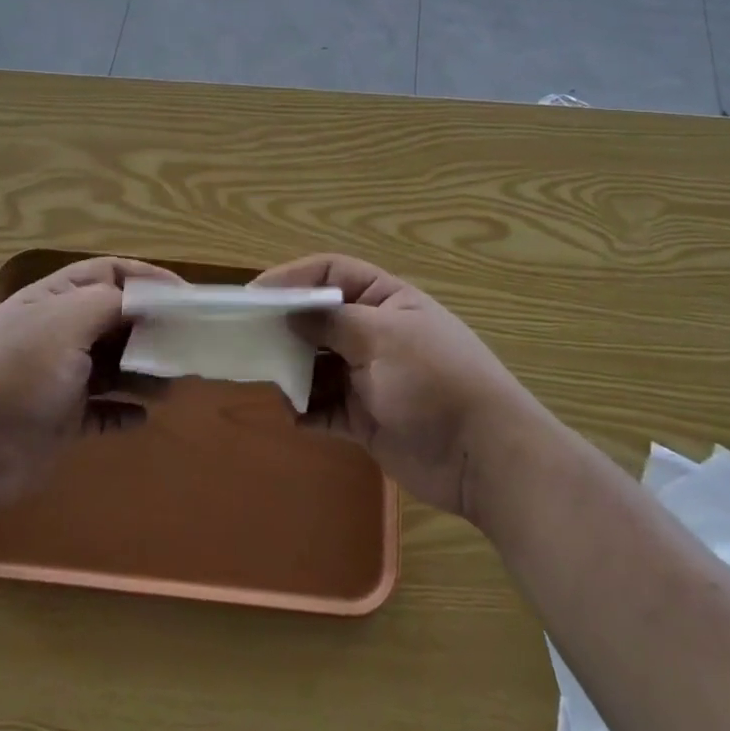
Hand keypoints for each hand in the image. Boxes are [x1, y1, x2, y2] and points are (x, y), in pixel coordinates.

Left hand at [0, 256, 178, 514]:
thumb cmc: (18, 373)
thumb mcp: (65, 321)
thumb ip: (109, 303)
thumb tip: (142, 300)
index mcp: (53, 299)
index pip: (107, 273)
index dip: (147, 278)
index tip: (185, 295)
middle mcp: (57, 333)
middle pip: (114, 319)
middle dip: (151, 327)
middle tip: (186, 342)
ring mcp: (58, 378)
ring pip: (113, 366)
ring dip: (143, 372)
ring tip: (171, 384)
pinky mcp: (61, 420)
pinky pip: (102, 410)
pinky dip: (124, 411)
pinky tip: (143, 417)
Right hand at [253, 254, 533, 519]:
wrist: (483, 456)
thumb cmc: (435, 380)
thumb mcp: (383, 337)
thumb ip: (332, 322)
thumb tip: (289, 313)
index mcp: (385, 301)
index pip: (332, 274)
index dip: (293, 278)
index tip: (254, 295)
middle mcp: (373, 333)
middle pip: (318, 319)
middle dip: (284, 326)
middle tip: (245, 337)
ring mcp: (368, 377)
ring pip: (316, 364)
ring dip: (291, 370)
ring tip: (262, 377)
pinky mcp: (365, 418)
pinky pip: (324, 407)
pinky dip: (305, 409)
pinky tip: (290, 414)